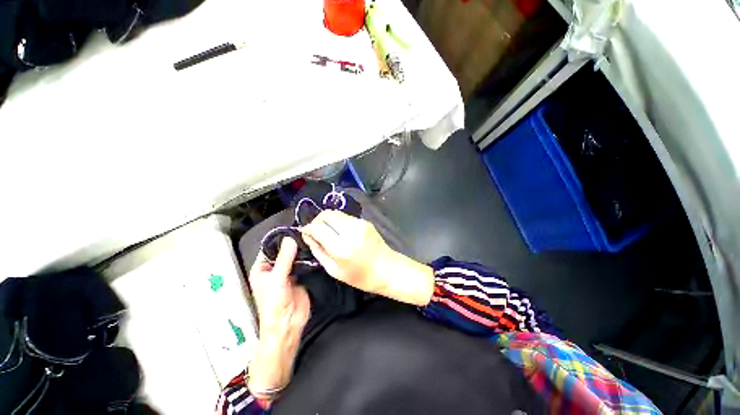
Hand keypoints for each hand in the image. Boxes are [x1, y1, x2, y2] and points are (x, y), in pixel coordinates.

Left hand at [247, 238, 309, 394]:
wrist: (288, 324)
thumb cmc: (274, 305)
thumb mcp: (277, 280)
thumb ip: (284, 259)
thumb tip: (290, 239)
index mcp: (262, 269)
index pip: (269, 249)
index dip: (279, 239)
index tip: (292, 228)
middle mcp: (274, 269)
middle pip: (283, 252)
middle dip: (292, 243)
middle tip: (305, 231)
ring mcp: (288, 272)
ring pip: (294, 257)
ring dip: (301, 250)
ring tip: (311, 237)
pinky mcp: (300, 276)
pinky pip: (304, 263)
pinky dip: (308, 257)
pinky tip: (315, 249)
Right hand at [300, 210, 393, 294]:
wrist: (387, 268)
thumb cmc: (360, 276)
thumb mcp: (334, 270)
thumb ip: (318, 251)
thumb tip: (308, 236)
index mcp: (341, 246)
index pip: (318, 227)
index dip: (308, 228)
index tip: (305, 233)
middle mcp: (350, 230)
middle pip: (326, 214)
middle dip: (316, 221)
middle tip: (315, 232)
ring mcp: (359, 223)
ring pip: (335, 212)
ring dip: (327, 220)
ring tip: (327, 232)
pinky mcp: (365, 221)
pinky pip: (345, 216)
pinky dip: (338, 221)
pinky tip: (340, 232)